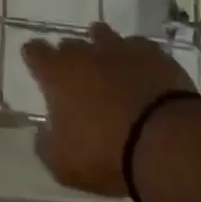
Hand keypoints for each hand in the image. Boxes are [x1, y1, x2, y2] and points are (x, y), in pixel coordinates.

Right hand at [22, 22, 200, 196]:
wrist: (166, 143)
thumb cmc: (106, 154)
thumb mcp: (64, 165)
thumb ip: (46, 146)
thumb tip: (42, 133)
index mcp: (58, 74)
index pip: (35, 53)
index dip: (35, 57)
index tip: (36, 63)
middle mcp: (85, 53)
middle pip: (70, 44)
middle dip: (71, 57)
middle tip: (77, 78)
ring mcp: (120, 49)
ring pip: (103, 36)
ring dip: (102, 48)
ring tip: (108, 65)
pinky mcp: (153, 54)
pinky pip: (138, 47)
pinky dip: (135, 57)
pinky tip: (141, 72)